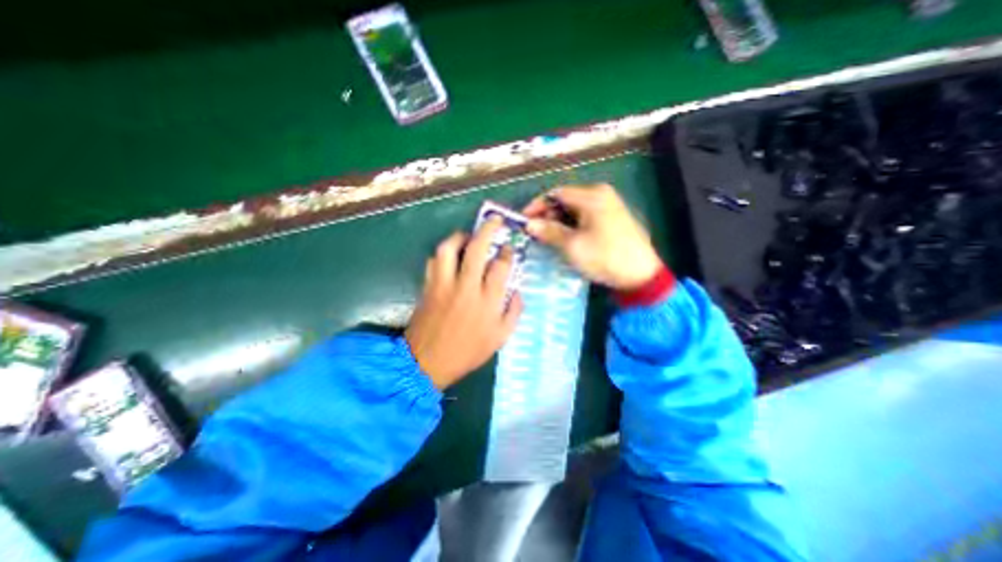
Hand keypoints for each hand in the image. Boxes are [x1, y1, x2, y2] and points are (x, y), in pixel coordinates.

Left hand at [402, 215, 525, 389]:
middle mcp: (466, 287)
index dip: (507, 253)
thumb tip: (517, 292)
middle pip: (477, 249)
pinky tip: (450, 256)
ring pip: (449, 249)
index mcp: (487, 301)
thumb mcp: (499, 339)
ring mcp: (444, 284)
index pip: (501, 266)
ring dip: (460, 237)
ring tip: (468, 237)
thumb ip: (513, 313)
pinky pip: (434, 261)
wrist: (426, 362)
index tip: (509, 248)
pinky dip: (442, 254)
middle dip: (488, 230)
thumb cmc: (467, 352)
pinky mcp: (428, 286)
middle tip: (494, 220)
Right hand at [521, 185, 663, 290]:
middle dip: (547, 215)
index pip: (556, 194)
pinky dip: (571, 225)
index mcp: (592, 195)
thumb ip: (549, 231)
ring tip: (546, 237)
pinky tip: (564, 238)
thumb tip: (529, 224)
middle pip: (565, 200)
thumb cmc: (604, 257)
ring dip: (558, 221)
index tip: (523, 220)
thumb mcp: (572, 245)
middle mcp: (600, 194)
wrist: (640, 275)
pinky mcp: (611, 217)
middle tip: (534, 232)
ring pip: (574, 209)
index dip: (537, 206)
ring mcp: (608, 205)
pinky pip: (584, 216)